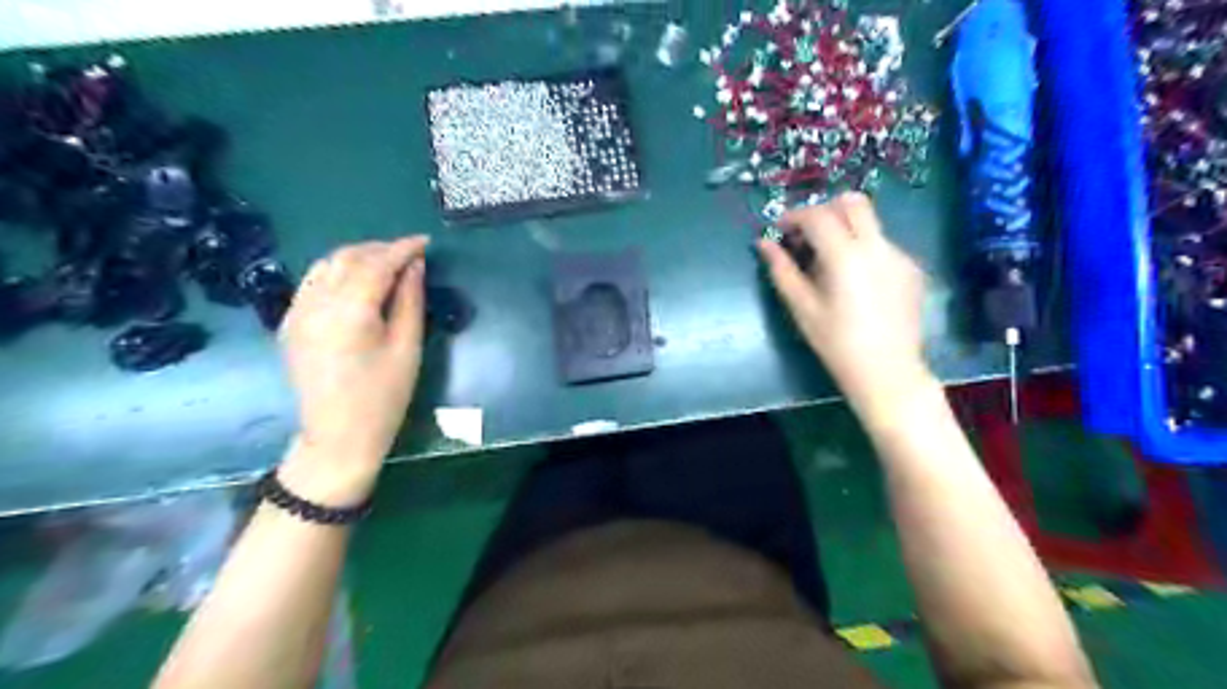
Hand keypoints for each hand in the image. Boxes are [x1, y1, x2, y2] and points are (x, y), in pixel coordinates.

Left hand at [277, 234, 431, 505]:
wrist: (338, 436)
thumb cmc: (383, 396)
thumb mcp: (407, 348)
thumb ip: (410, 301)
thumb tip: (415, 266)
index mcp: (349, 311)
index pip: (376, 264)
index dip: (402, 249)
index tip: (425, 243)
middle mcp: (316, 304)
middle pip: (347, 258)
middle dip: (380, 249)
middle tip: (410, 254)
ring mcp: (296, 313)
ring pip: (325, 266)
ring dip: (357, 257)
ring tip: (386, 264)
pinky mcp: (289, 324)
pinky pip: (312, 283)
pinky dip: (336, 273)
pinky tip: (356, 283)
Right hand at [760, 191, 929, 422]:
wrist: (887, 370)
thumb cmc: (836, 342)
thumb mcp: (802, 307)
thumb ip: (782, 270)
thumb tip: (763, 244)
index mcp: (846, 255)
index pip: (818, 216)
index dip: (794, 216)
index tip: (780, 230)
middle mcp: (877, 246)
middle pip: (852, 202)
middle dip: (824, 210)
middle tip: (806, 235)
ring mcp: (899, 255)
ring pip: (869, 222)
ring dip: (844, 228)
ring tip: (828, 261)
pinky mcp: (911, 268)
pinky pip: (882, 243)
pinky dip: (862, 248)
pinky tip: (854, 280)